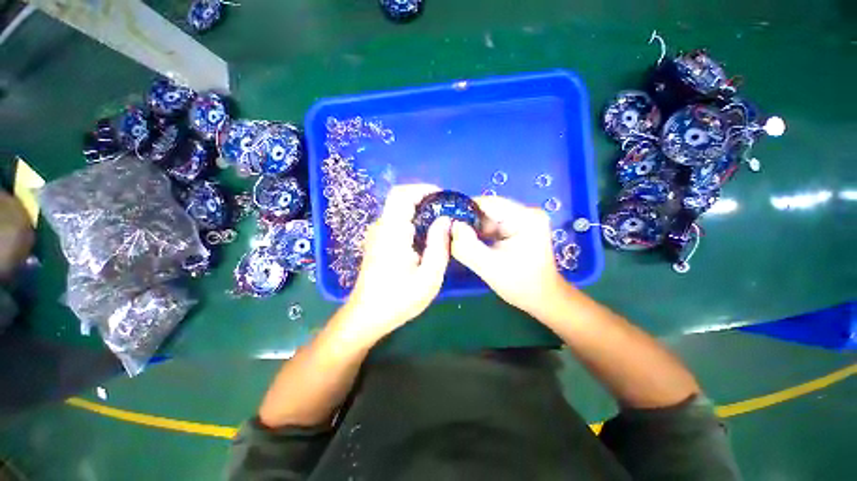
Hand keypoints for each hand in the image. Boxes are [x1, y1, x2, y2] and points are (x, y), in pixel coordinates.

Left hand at [343, 185, 451, 340]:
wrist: (366, 316)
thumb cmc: (398, 300)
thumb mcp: (428, 278)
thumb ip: (439, 245)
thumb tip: (445, 220)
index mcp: (392, 232)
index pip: (402, 194)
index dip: (423, 189)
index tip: (443, 197)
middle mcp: (381, 227)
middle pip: (401, 199)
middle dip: (425, 200)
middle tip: (446, 212)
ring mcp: (376, 234)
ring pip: (398, 210)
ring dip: (419, 211)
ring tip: (439, 224)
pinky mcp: (376, 242)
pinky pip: (396, 222)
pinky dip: (412, 221)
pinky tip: (425, 237)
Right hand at [450, 196, 567, 316]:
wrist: (542, 298)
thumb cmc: (521, 285)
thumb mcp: (490, 268)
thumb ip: (467, 247)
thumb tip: (451, 226)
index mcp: (525, 218)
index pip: (487, 203)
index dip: (463, 210)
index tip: (445, 221)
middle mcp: (526, 212)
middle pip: (487, 209)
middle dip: (467, 221)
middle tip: (449, 233)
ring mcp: (523, 219)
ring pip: (488, 217)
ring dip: (473, 228)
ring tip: (459, 240)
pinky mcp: (518, 226)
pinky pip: (493, 225)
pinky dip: (480, 233)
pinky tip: (472, 243)